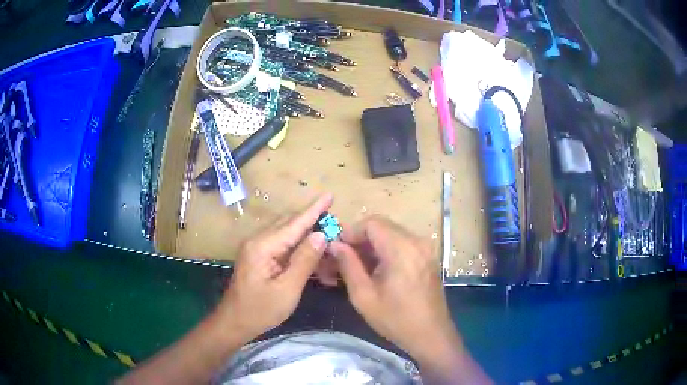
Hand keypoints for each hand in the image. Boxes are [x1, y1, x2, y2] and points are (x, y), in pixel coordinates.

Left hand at [217, 194, 332, 340]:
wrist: (235, 322)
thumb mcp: (288, 289)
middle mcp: (258, 240)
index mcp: (263, 246)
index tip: (330, 195)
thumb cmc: (261, 310)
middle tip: (337, 228)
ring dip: (308, 239)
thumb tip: (321, 234)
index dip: (314, 209)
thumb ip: (304, 260)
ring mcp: (257, 247)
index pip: (294, 223)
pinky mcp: (259, 256)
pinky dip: (299, 250)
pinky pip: (282, 246)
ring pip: (287, 235)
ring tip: (328, 246)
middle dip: (314, 223)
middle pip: (290, 224)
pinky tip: (312, 259)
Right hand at [329, 215, 459, 360]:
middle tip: (344, 258)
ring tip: (358, 265)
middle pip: (383, 226)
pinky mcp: (428, 256)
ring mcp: (426, 248)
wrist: (431, 335)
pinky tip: (377, 269)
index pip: (371, 222)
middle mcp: (417, 241)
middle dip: (360, 238)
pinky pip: (403, 243)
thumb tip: (335, 245)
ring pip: (392, 233)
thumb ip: (348, 265)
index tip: (337, 248)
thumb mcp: (364, 296)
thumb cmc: (395, 319)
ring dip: (373, 244)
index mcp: (402, 248)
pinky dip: (387, 249)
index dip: (351, 231)